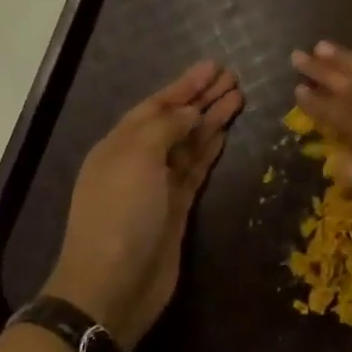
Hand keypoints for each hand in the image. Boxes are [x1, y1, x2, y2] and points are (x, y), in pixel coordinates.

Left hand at [45, 60, 242, 350]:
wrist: (113, 285)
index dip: (184, 85)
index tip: (213, 67)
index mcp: (120, 143)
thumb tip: (189, 112)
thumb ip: (165, 128)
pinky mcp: (176, 208)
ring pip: (189, 143)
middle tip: (233, 77)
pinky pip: (195, 170)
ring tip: (238, 97)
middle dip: (201, 98)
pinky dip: (209, 150)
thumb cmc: (120, 214)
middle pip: (175, 120)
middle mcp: (138, 160)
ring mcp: (158, 185)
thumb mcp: (136, 158)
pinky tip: (224, 134)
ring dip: (211, 120)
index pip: (156, 105)